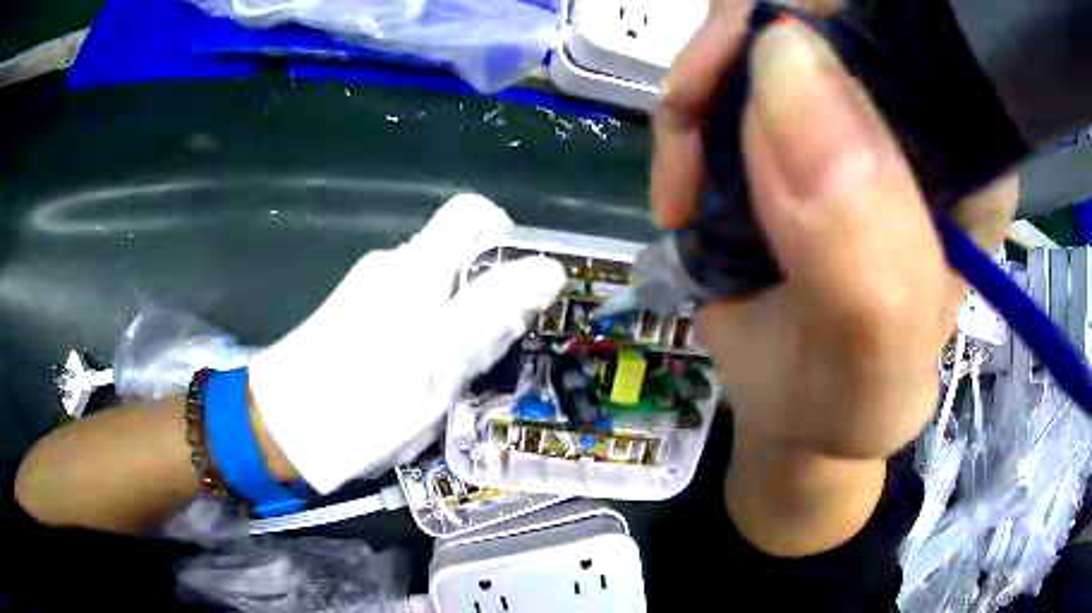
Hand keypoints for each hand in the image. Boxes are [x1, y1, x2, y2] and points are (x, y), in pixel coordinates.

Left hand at [249, 194, 565, 493]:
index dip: (505, 236)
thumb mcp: (439, 365)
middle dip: (484, 297)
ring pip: (435, 290)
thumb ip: (493, 312)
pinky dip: (425, 337)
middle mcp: (393, 266)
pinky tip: (413, 381)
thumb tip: (550, 268)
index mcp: (417, 268)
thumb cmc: (364, 402)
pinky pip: (408, 311)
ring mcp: (370, 291)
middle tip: (487, 354)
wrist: (281, 429)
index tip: (518, 288)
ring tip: (448, 380)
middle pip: (457, 256)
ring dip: (454, 325)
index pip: (472, 212)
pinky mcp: (354, 315)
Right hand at [654, 8, 1016, 460]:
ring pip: (762, 30)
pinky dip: (685, 113)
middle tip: (698, 127)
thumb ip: (861, 248)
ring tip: (687, 185)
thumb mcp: (874, 362)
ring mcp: (846, 109)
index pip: (918, 35)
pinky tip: (683, 186)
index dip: (832, 18)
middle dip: (743, 44)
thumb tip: (786, 67)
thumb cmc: (851, 404)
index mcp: (968, 158)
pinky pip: (723, 70)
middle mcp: (915, 116)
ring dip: (703, 86)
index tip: (759, 76)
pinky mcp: (787, 120)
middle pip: (827, 11)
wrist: (797, 415)